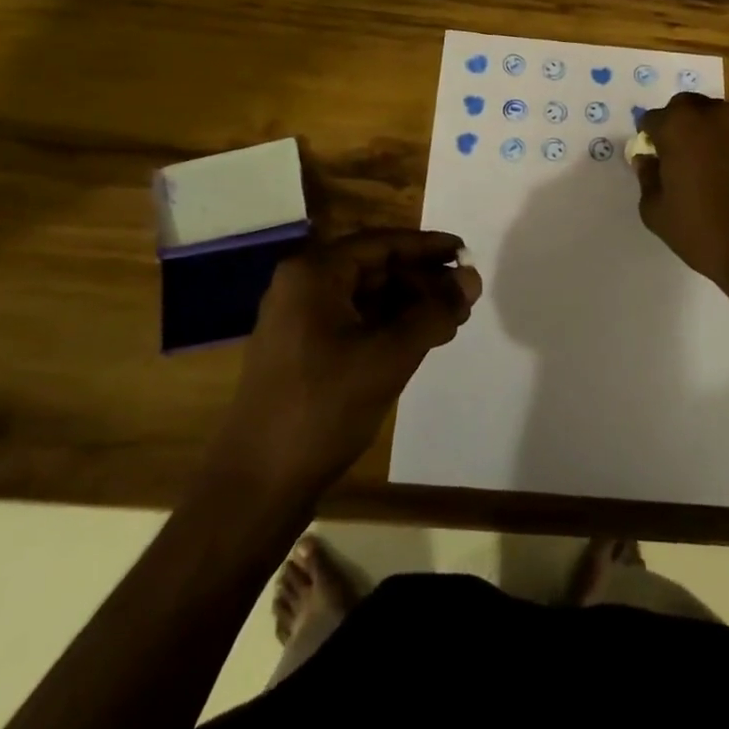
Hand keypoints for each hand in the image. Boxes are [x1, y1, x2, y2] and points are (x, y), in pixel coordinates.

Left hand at [221, 230, 481, 493]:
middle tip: (464, 297)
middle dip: (421, 280)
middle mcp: (303, 286)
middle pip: (374, 267)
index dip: (428, 247)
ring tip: (451, 321)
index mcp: (314, 273)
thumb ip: (434, 312)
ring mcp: (299, 319)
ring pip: (366, 297)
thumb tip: (472, 278)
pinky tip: (419, 340)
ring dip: (409, 305)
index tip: (466, 252)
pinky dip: (388, 326)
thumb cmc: (323, 408)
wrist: (256, 485)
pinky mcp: (302, 350)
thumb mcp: (389, 356)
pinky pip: (353, 322)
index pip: (382, 243)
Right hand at [632, 93, 728, 284]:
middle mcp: (711, 115)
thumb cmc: (702, 230)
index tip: (651, 158)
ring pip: (715, 115)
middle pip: (685, 106)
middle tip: (675, 154)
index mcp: (678, 127)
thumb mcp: (656, 212)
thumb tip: (646, 160)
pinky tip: (728, 171)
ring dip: (704, 129)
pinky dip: (728, 142)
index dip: (648, 138)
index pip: (652, 119)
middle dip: (676, 123)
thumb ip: (647, 178)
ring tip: (703, 162)